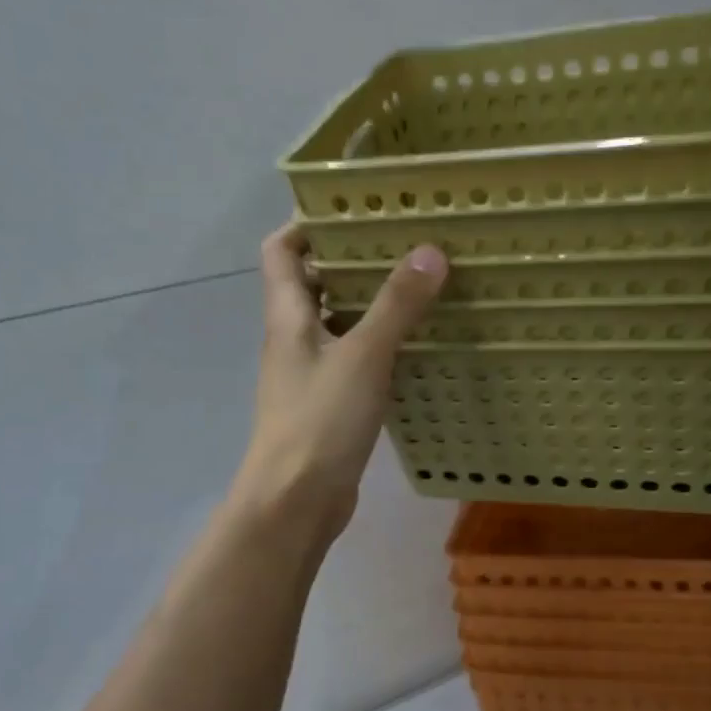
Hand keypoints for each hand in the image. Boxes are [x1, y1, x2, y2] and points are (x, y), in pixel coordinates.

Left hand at [232, 222, 447, 542]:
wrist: (295, 501)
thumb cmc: (320, 421)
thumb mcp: (363, 356)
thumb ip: (396, 305)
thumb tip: (430, 251)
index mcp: (287, 316)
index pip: (280, 250)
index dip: (308, 223)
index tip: (354, 209)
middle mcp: (293, 338)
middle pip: (312, 283)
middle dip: (351, 259)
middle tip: (402, 243)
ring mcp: (309, 373)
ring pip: (336, 323)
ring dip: (368, 303)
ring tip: (417, 285)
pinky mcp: (329, 404)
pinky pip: (353, 360)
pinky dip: (377, 345)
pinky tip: (414, 344)